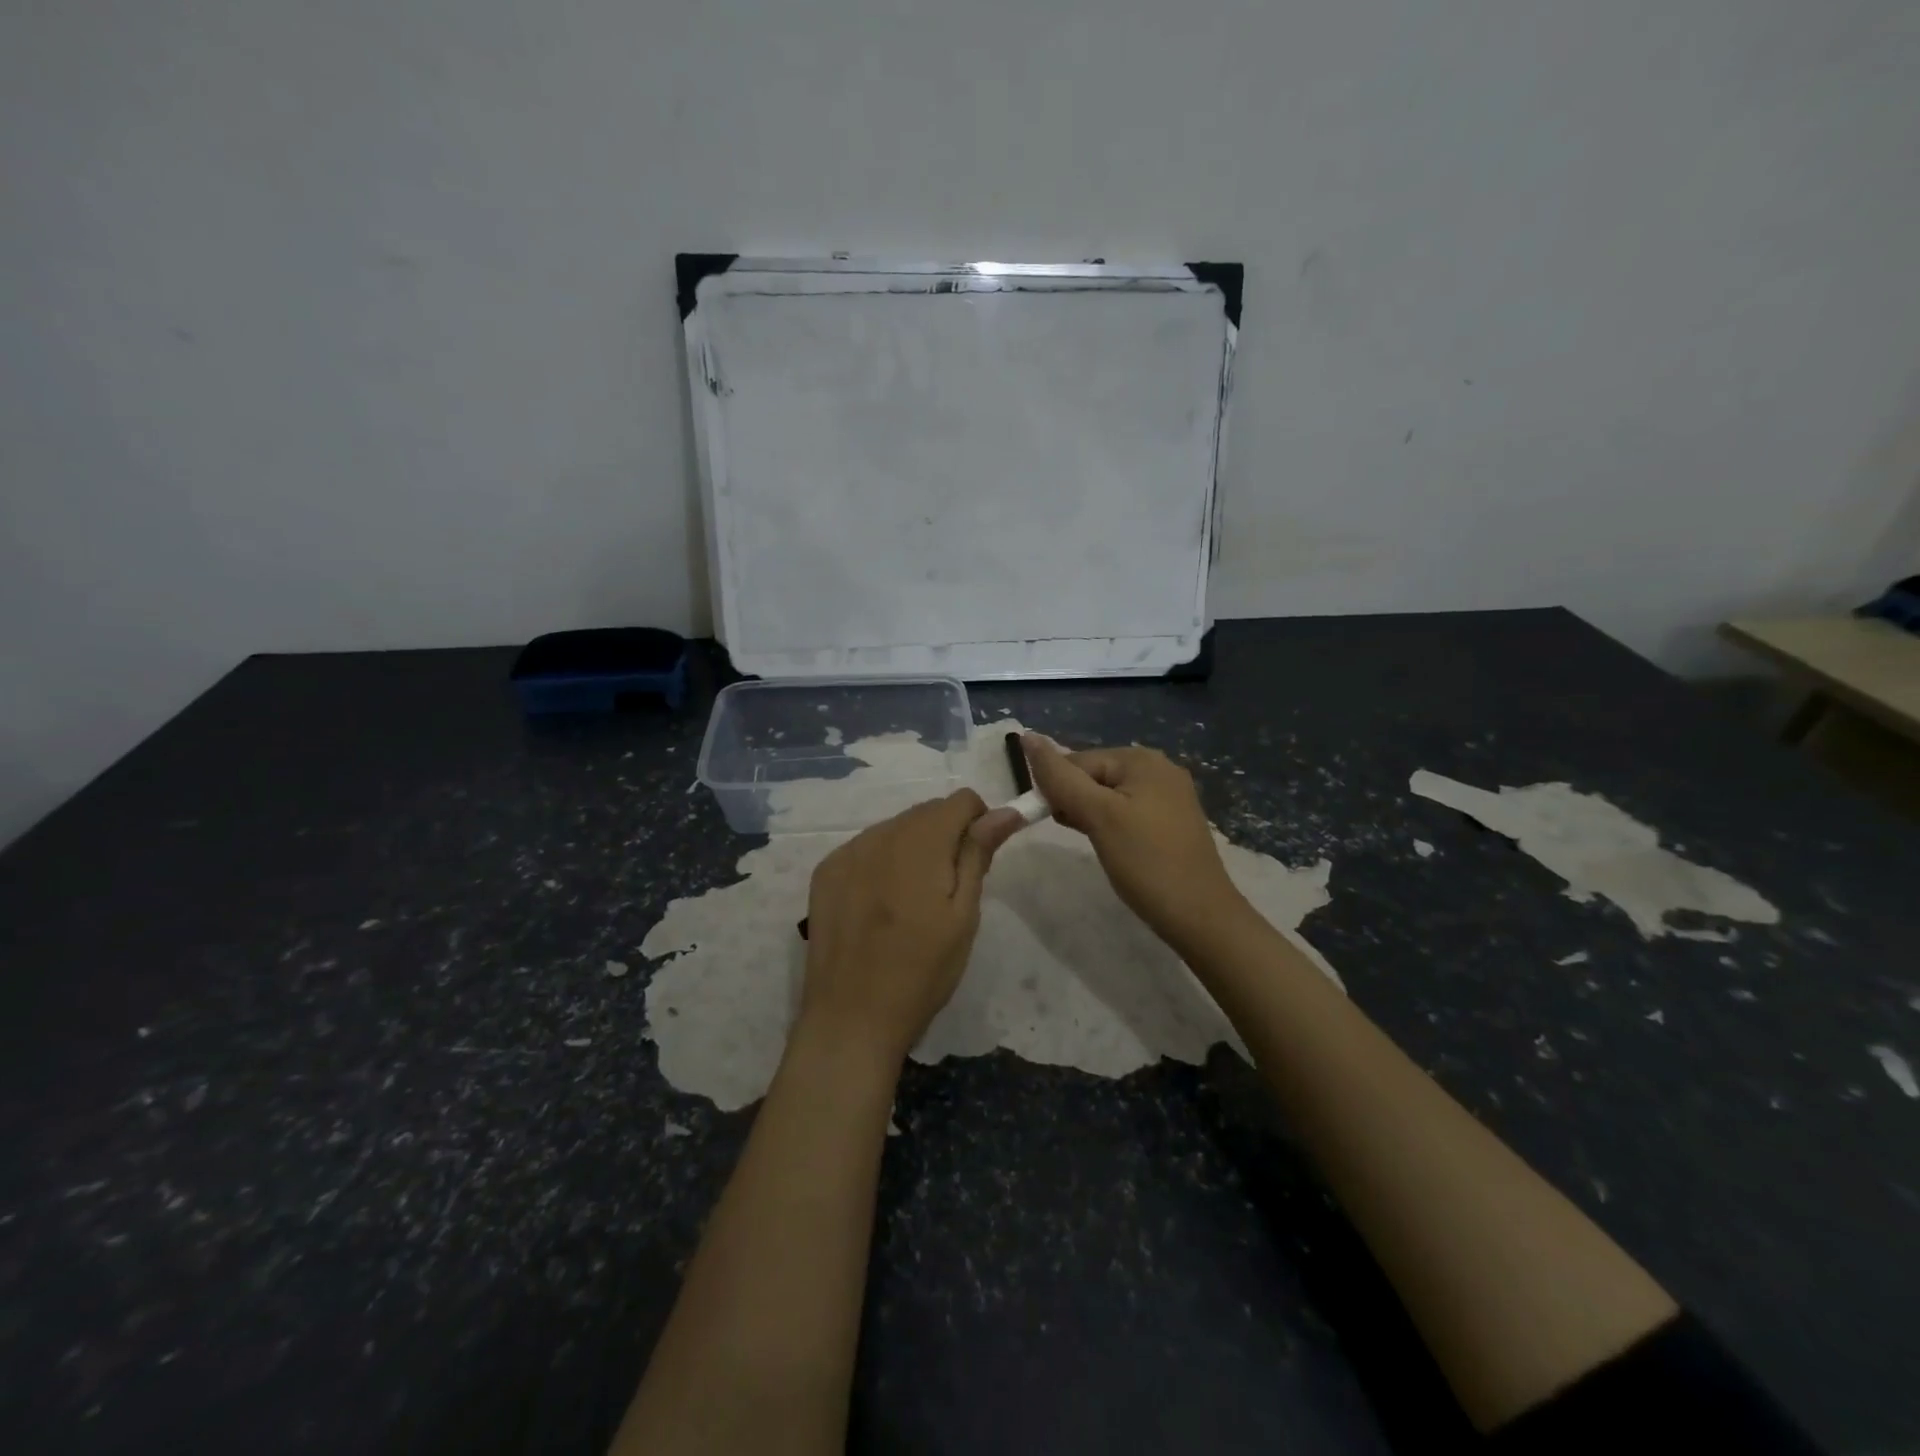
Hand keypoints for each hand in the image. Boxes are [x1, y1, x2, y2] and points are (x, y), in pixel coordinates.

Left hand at [800, 790, 1019, 1063]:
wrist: (851, 1018)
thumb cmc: (922, 972)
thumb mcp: (963, 915)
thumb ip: (978, 854)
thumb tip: (1005, 811)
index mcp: (920, 842)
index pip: (960, 800)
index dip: (979, 823)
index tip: (979, 861)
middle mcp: (879, 834)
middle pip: (926, 812)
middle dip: (946, 836)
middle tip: (948, 890)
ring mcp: (847, 852)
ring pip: (895, 828)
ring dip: (914, 848)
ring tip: (912, 902)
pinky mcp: (825, 872)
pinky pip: (866, 847)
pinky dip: (882, 862)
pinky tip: (881, 905)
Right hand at [1022, 736, 1245, 950]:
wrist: (1200, 916)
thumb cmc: (1146, 862)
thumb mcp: (1098, 816)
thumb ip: (1060, 777)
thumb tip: (1027, 737)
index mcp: (1141, 758)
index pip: (1077, 761)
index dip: (1058, 789)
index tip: (1053, 822)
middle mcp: (1158, 767)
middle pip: (1093, 775)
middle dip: (1075, 801)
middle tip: (1078, 835)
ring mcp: (1168, 795)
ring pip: (1107, 795)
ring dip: (1089, 815)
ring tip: (1094, 843)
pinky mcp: (1171, 821)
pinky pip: (1126, 811)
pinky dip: (1109, 824)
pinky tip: (1109, 845)